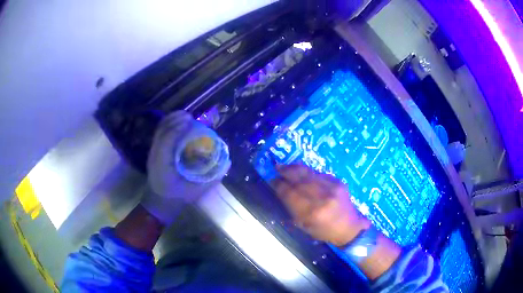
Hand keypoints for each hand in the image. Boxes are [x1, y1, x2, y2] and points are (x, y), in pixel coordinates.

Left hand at [142, 111, 229, 224]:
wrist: (158, 204)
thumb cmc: (176, 199)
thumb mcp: (196, 192)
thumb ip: (211, 178)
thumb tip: (227, 162)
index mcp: (162, 166)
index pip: (166, 141)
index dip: (177, 128)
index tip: (190, 122)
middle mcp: (154, 156)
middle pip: (161, 131)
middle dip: (174, 120)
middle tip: (190, 117)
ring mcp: (152, 153)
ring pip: (159, 131)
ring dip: (171, 120)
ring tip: (185, 116)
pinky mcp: (153, 152)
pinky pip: (159, 134)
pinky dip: (168, 125)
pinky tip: (178, 124)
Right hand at [272, 164, 370, 245]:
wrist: (348, 227)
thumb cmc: (324, 231)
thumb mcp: (304, 226)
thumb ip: (292, 209)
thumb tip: (281, 191)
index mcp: (311, 213)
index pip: (291, 194)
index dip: (279, 186)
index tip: (272, 180)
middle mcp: (322, 198)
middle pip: (299, 181)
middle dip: (286, 173)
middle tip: (277, 168)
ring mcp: (331, 188)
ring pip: (309, 173)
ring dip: (295, 168)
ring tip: (286, 166)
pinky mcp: (338, 182)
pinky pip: (319, 173)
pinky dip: (308, 172)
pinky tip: (301, 171)